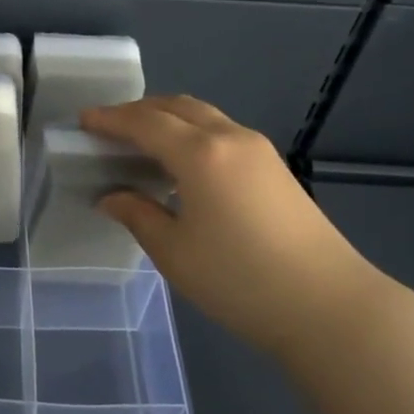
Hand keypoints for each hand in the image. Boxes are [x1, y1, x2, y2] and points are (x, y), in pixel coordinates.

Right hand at [82, 95, 380, 356]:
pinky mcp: (274, 167)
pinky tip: (181, 162)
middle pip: (176, 106)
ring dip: (168, 118)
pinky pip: (221, 131)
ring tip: (141, 140)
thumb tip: (110, 197)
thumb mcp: (175, 252)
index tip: (83, 120)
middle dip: (138, 111)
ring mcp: (258, 149)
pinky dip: (192, 132)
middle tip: (108, 128)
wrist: (329, 306)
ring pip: (203, 115)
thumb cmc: (241, 280)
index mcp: (200, 153)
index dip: (110, 119)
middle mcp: (230, 137)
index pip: (145, 122)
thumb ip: (137, 215)